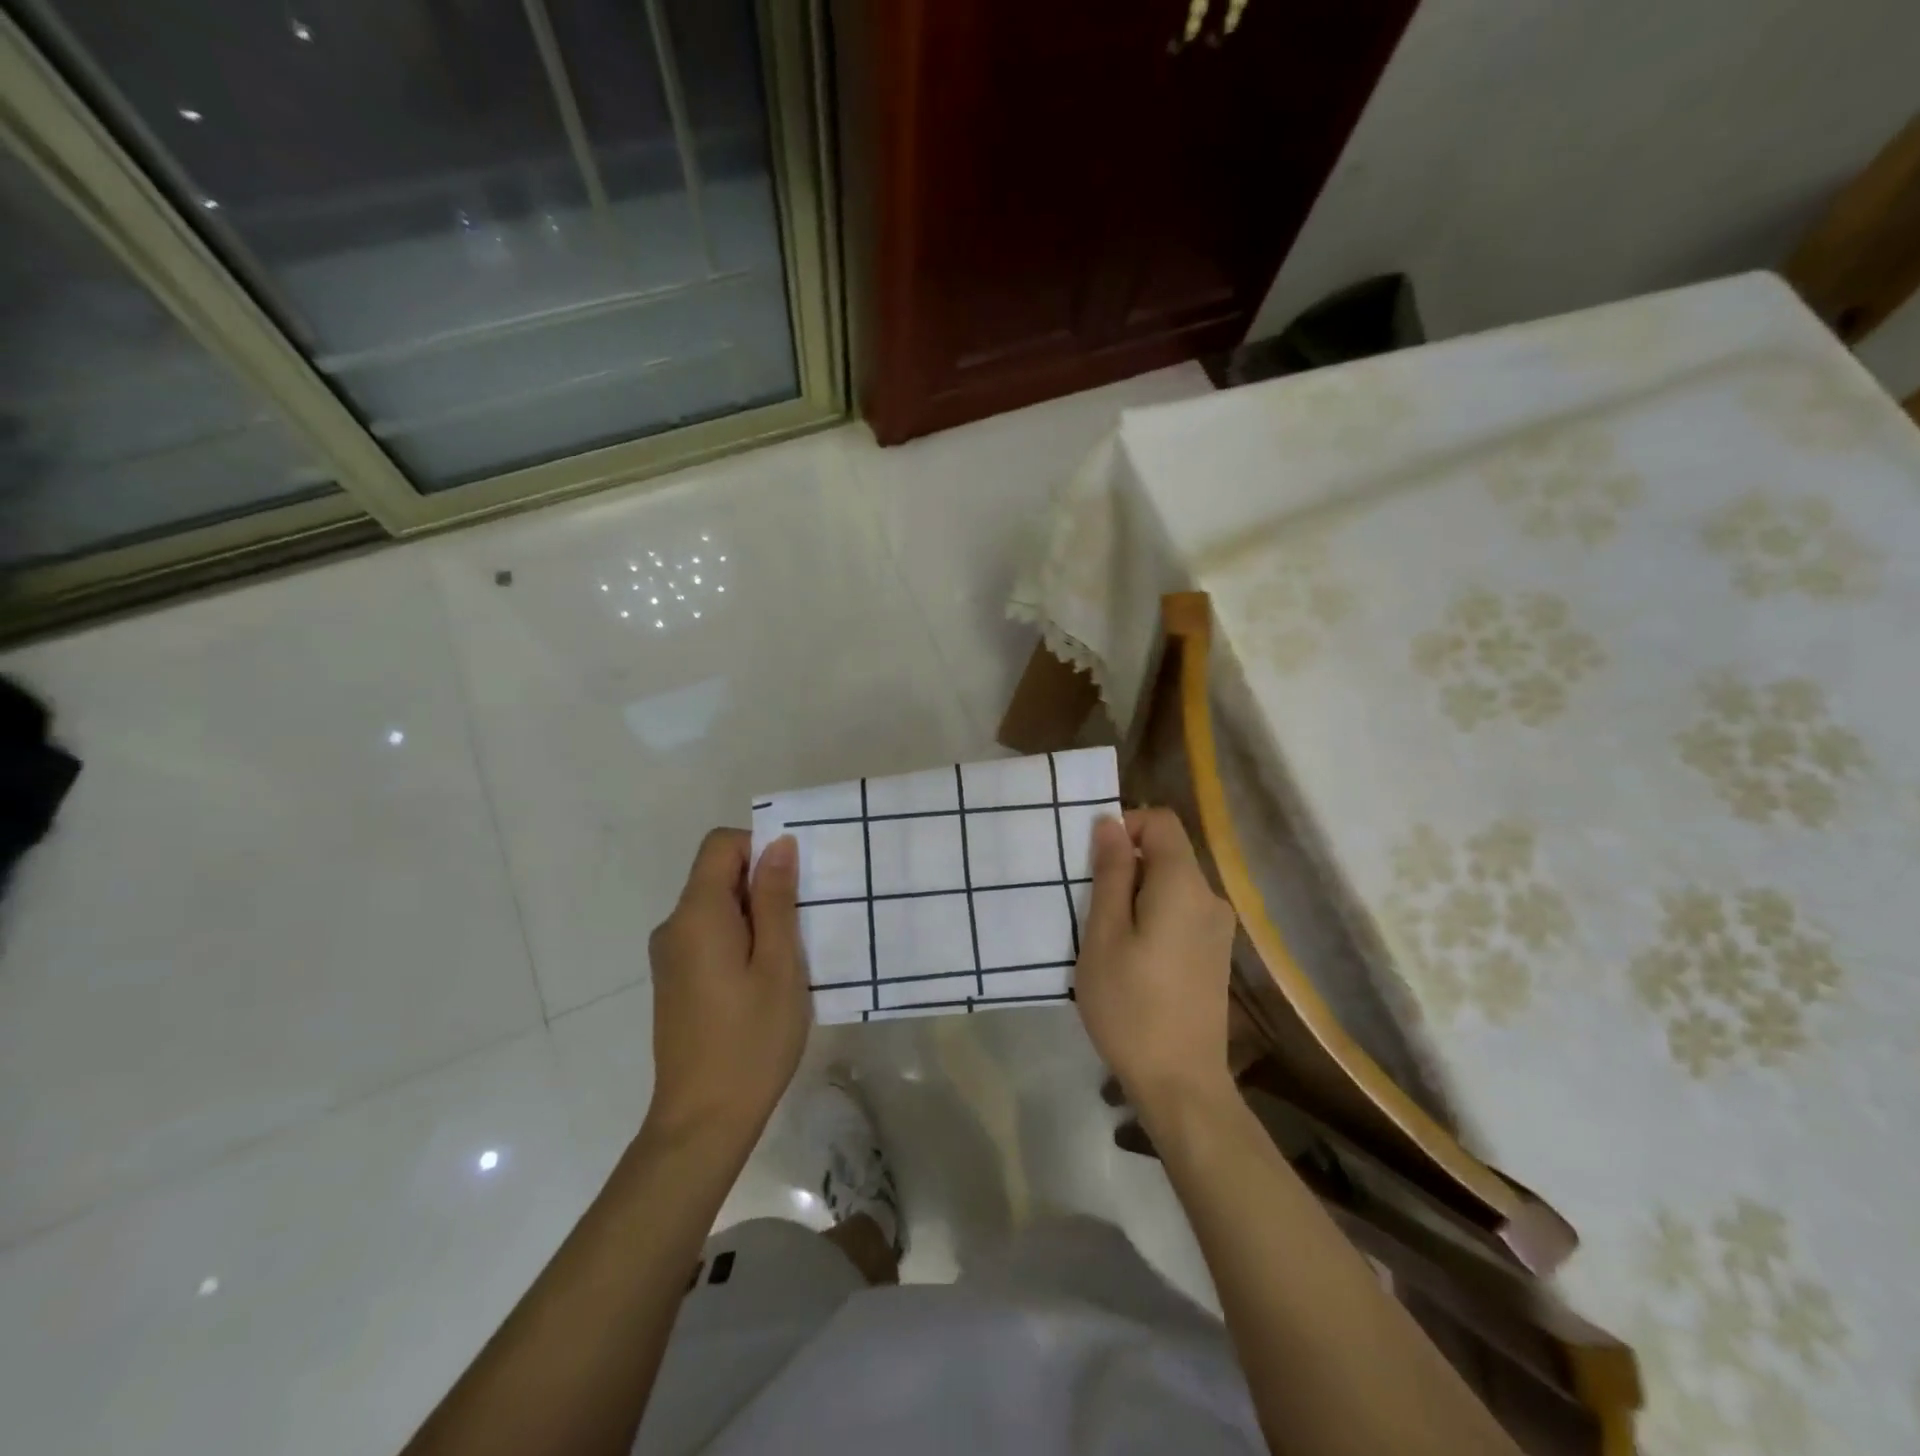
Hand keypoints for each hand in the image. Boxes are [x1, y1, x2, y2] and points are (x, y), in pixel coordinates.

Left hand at [645, 829, 810, 1144]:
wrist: (702, 1121)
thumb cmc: (751, 1040)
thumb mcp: (779, 964)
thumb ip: (776, 899)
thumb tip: (778, 844)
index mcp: (696, 914)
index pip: (721, 844)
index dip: (759, 847)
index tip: (795, 881)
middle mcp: (674, 926)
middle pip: (718, 874)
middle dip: (763, 884)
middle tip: (804, 921)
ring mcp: (669, 956)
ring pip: (716, 907)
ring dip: (756, 914)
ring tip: (790, 954)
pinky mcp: (674, 980)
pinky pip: (709, 936)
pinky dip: (740, 938)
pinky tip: (765, 978)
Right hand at [1074, 808, 1237, 1115]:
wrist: (1181, 1082)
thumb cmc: (1130, 1004)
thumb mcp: (1104, 934)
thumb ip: (1110, 873)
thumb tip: (1111, 823)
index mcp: (1184, 885)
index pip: (1161, 822)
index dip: (1126, 827)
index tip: (1094, 861)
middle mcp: (1210, 898)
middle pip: (1167, 854)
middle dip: (1126, 866)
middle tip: (1091, 906)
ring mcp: (1218, 929)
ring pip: (1171, 886)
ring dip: (1136, 895)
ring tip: (1106, 938)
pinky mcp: (1216, 955)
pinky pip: (1181, 913)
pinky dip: (1153, 917)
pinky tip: (1132, 959)